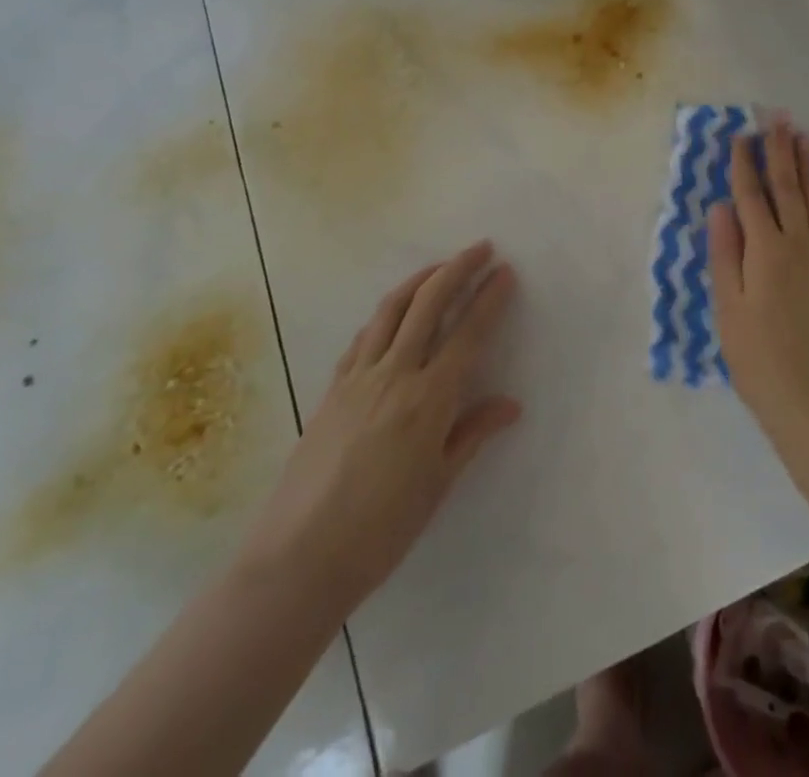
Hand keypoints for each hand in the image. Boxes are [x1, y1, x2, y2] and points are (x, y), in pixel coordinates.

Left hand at [236, 242, 521, 609]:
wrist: (297, 560)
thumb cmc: (380, 530)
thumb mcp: (438, 485)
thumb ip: (472, 434)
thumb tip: (510, 405)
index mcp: (428, 399)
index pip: (468, 334)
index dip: (490, 299)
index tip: (506, 273)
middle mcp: (394, 374)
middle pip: (429, 303)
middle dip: (458, 269)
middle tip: (481, 249)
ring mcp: (357, 377)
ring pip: (392, 309)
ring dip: (420, 279)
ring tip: (441, 267)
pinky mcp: (331, 389)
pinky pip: (363, 336)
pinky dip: (386, 313)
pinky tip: (394, 314)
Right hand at [708, 120, 808, 463]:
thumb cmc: (758, 359)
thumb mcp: (727, 309)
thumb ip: (724, 253)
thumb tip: (720, 206)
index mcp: (766, 252)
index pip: (752, 196)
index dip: (744, 164)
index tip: (740, 135)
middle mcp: (798, 245)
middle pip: (787, 187)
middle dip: (780, 150)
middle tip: (777, 117)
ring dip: (805, 165)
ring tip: (800, 136)